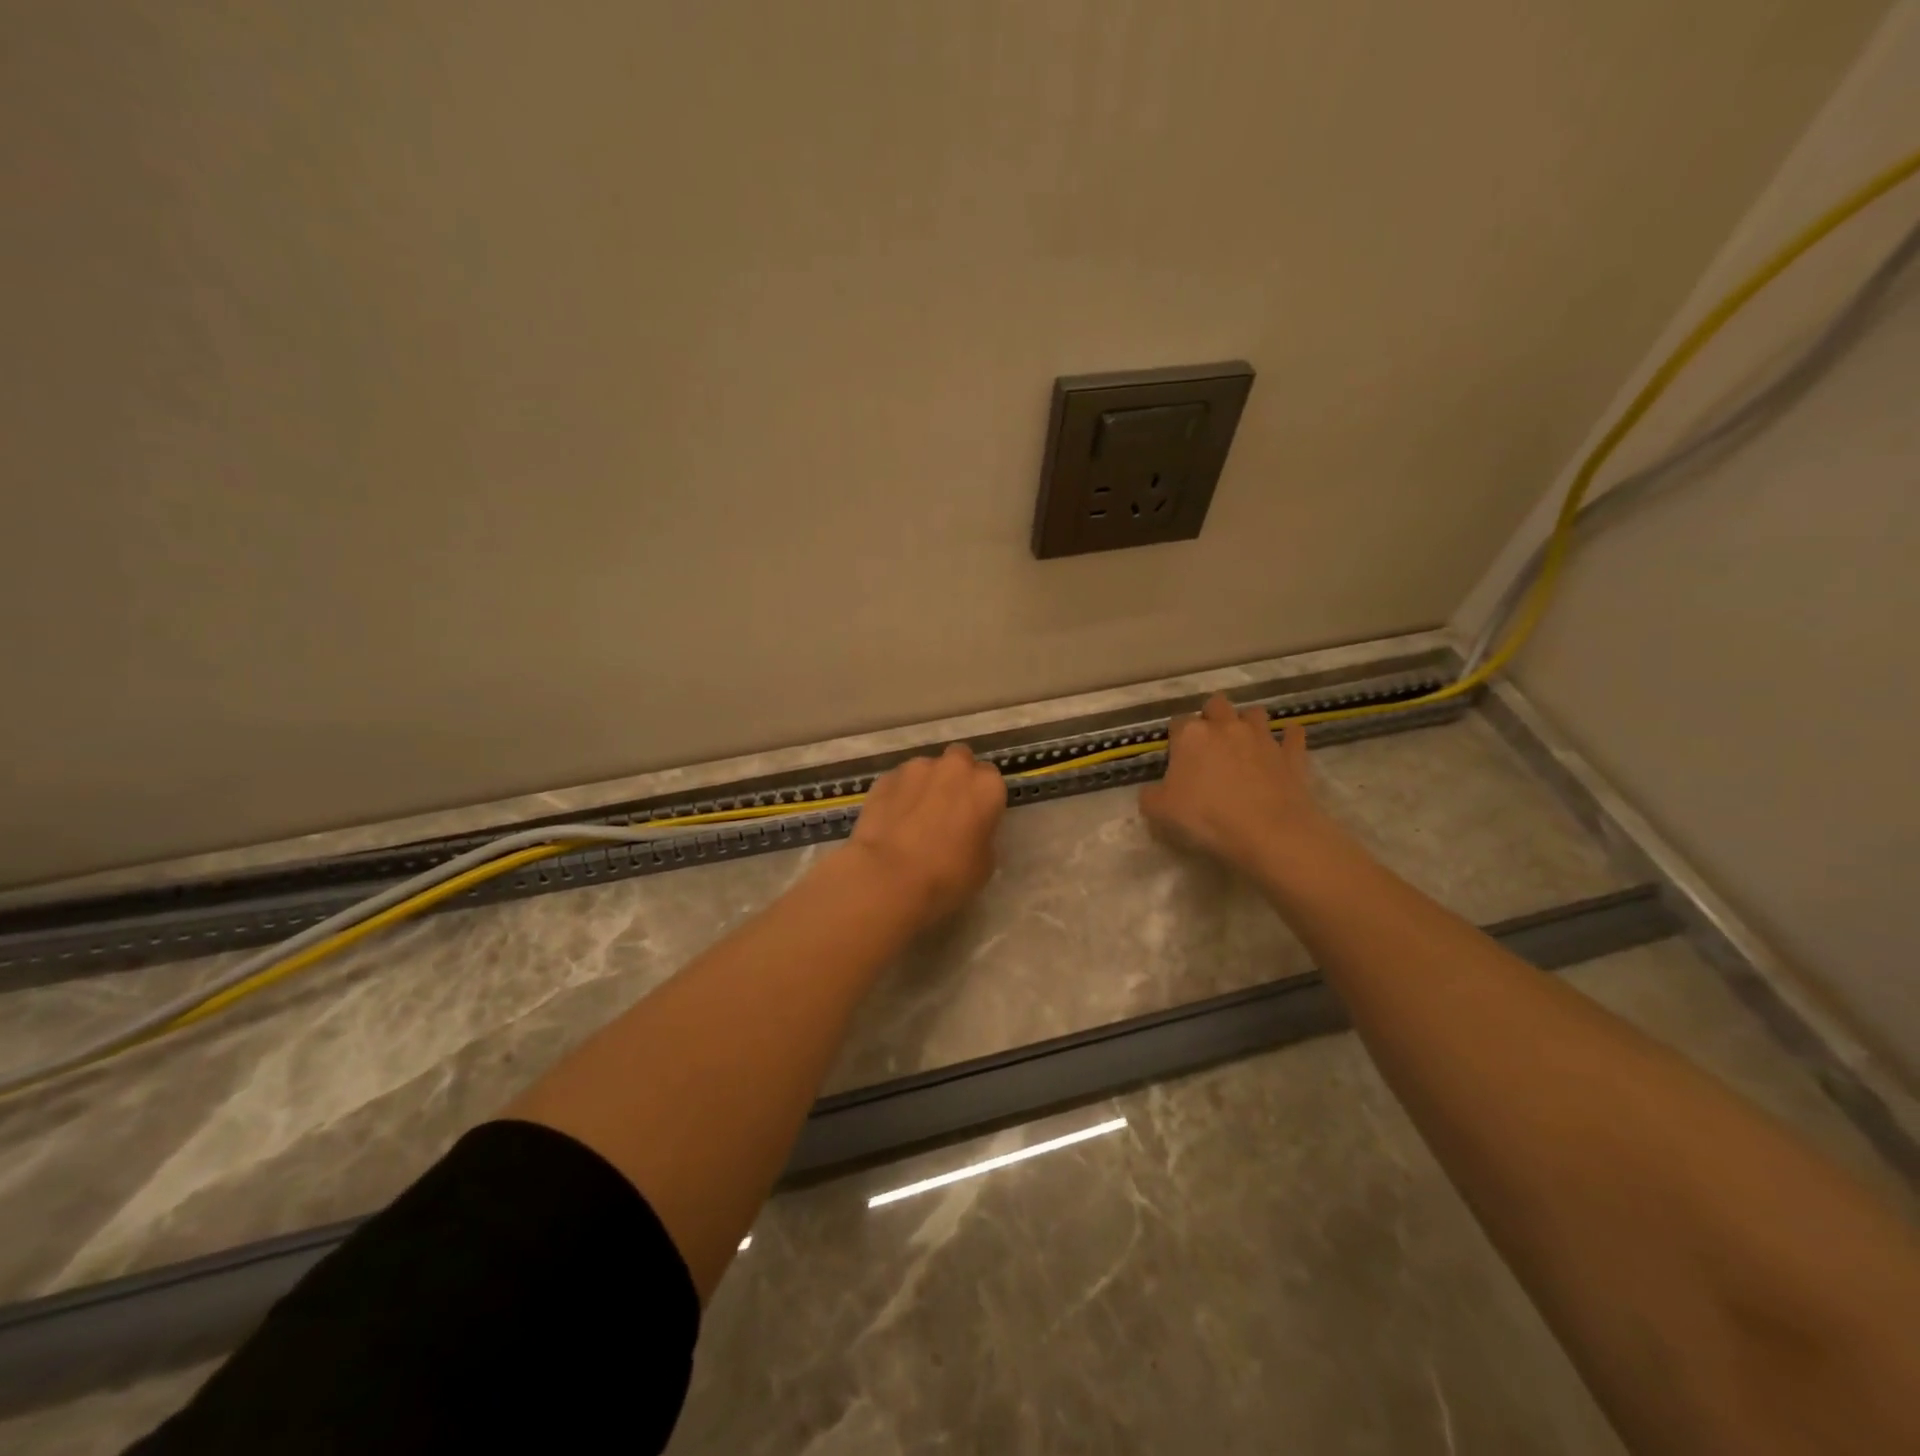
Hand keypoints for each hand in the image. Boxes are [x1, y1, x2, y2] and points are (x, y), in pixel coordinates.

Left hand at [845, 743, 1006, 928]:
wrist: (890, 876)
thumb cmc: (948, 875)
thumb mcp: (985, 864)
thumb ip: (982, 835)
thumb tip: (970, 832)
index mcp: (986, 786)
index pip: (992, 779)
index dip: (982, 798)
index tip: (975, 817)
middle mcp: (954, 767)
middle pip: (960, 760)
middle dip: (955, 777)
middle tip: (947, 808)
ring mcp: (915, 768)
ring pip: (926, 769)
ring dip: (925, 785)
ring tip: (913, 817)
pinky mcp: (885, 778)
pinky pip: (898, 782)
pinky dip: (898, 795)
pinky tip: (891, 822)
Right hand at [1140, 693, 1339, 877]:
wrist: (1268, 832)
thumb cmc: (1206, 818)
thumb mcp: (1159, 812)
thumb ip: (1150, 796)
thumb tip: (1152, 791)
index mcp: (1191, 735)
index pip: (1177, 722)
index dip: (1175, 737)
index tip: (1176, 756)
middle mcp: (1226, 727)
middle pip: (1217, 704)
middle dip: (1212, 716)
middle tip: (1209, 742)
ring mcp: (1263, 737)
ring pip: (1255, 713)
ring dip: (1249, 722)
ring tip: (1244, 742)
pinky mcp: (1292, 754)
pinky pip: (1293, 735)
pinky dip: (1289, 737)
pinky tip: (1285, 746)